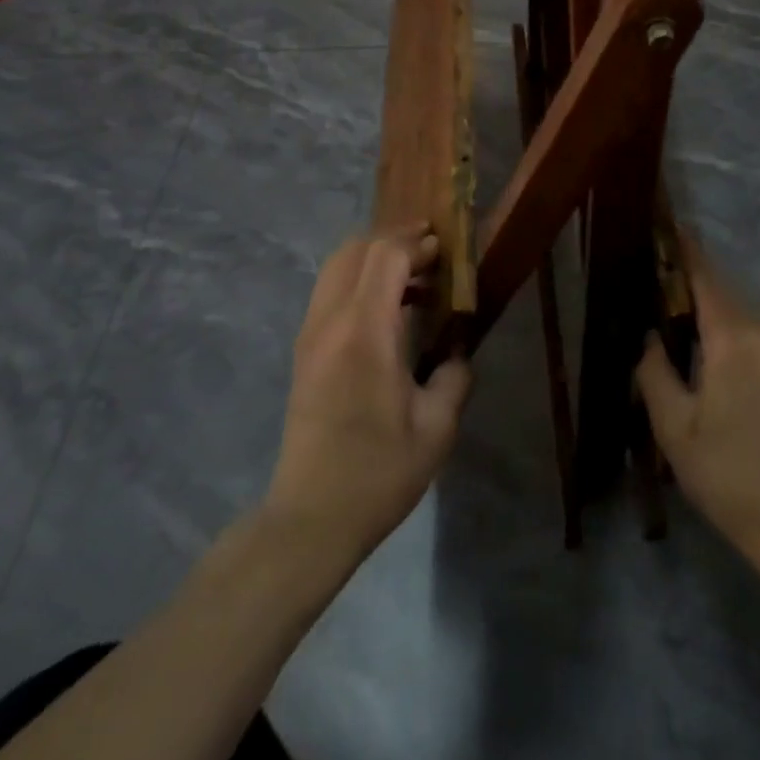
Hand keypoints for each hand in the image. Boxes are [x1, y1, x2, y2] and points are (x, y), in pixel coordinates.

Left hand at [265, 227, 472, 562]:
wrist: (310, 518)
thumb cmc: (378, 472)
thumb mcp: (436, 428)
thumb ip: (454, 377)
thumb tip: (457, 353)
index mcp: (364, 331)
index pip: (386, 255)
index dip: (417, 242)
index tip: (444, 249)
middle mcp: (330, 321)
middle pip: (355, 249)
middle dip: (394, 240)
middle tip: (430, 254)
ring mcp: (310, 334)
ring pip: (336, 267)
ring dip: (373, 259)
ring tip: (412, 282)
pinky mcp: (303, 352)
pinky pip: (329, 292)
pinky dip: (358, 281)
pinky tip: (387, 311)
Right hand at [637, 240, 759, 575]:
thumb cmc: (730, 474)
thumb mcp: (675, 427)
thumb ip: (654, 370)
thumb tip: (649, 335)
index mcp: (734, 336)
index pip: (703, 273)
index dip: (681, 245)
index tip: (660, 222)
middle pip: (718, 287)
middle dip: (684, 278)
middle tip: (646, 278)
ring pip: (732, 308)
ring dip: (702, 305)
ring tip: (664, 312)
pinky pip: (746, 327)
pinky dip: (719, 325)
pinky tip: (696, 345)